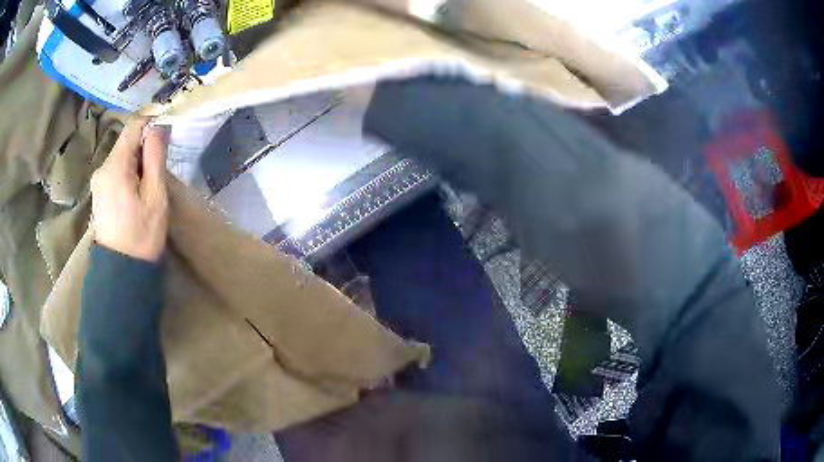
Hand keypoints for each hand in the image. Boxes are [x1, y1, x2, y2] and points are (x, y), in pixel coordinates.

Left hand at [91, 118, 168, 262]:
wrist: (121, 273)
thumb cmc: (141, 235)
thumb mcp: (155, 195)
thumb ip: (155, 157)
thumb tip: (158, 127)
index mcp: (115, 166)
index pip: (133, 126)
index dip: (152, 119)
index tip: (169, 124)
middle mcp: (102, 168)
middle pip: (126, 141)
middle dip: (145, 145)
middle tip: (162, 163)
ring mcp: (98, 181)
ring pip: (121, 156)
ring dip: (138, 160)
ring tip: (151, 181)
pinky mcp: (99, 193)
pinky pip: (116, 170)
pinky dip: (129, 171)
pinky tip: (138, 190)